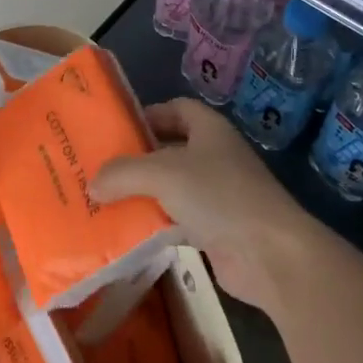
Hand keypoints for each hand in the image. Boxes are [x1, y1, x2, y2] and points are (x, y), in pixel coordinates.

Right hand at [91, 98, 316, 309]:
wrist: (269, 253)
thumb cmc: (219, 195)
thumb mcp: (163, 173)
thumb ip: (124, 173)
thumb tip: (93, 183)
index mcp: (209, 129)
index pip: (176, 109)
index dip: (148, 114)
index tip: (116, 130)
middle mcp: (214, 156)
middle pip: (170, 150)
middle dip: (138, 159)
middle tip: (100, 169)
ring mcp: (217, 194)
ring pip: (172, 188)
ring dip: (143, 195)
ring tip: (103, 202)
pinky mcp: (216, 230)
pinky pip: (177, 221)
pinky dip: (155, 225)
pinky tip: (126, 234)